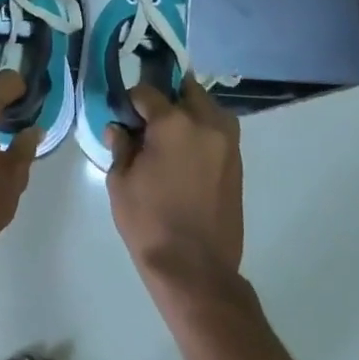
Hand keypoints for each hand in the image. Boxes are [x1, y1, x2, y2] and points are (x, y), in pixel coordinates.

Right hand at [106, 79, 243, 297]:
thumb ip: (120, 146)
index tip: (124, 115)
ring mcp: (227, 142)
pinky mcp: (238, 162)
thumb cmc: (150, 223)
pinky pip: (219, 130)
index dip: (131, 101)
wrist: (196, 270)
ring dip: (189, 110)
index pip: (147, 92)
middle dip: (166, 97)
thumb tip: (120, 128)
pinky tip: (187, 153)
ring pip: (207, 107)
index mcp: (173, 122)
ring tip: (171, 135)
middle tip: (149, 119)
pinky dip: (203, 130)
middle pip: (185, 89)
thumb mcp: (120, 183)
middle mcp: (205, 122)